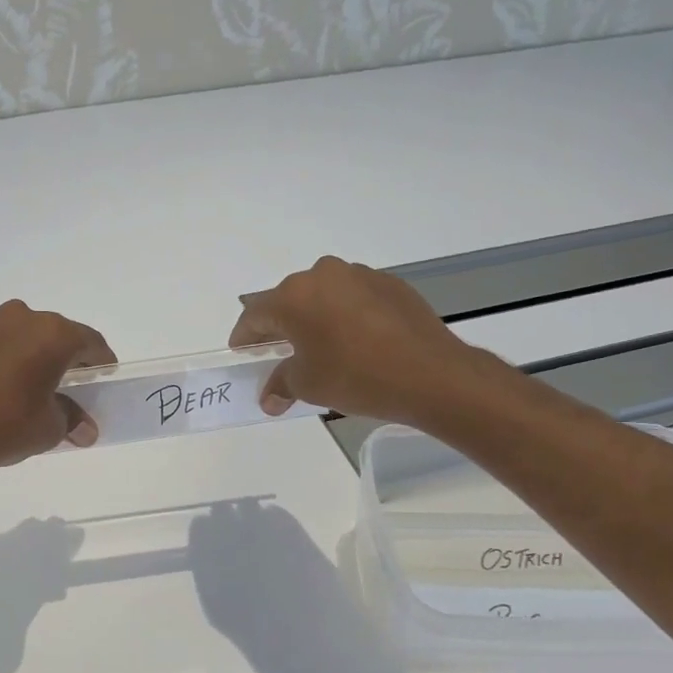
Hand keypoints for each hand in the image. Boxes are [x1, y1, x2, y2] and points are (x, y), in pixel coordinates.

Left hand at [0, 300, 115, 474]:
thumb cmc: (4, 426)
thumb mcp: (49, 429)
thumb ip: (72, 420)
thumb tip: (85, 429)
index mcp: (52, 333)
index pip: (90, 342)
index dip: (101, 363)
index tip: (103, 380)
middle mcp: (20, 317)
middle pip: (55, 334)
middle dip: (65, 358)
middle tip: (69, 387)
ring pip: (21, 336)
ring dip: (31, 356)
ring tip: (29, 388)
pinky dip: (2, 360)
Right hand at [230, 256, 481, 424]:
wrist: (430, 374)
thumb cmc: (355, 377)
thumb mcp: (308, 385)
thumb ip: (281, 384)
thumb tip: (270, 398)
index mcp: (293, 296)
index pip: (255, 315)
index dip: (245, 337)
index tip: (242, 354)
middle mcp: (322, 274)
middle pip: (289, 300)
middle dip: (281, 327)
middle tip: (280, 354)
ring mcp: (360, 275)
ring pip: (324, 296)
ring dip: (316, 318)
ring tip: (323, 348)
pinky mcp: (391, 284)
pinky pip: (355, 298)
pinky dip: (347, 316)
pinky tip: (358, 342)